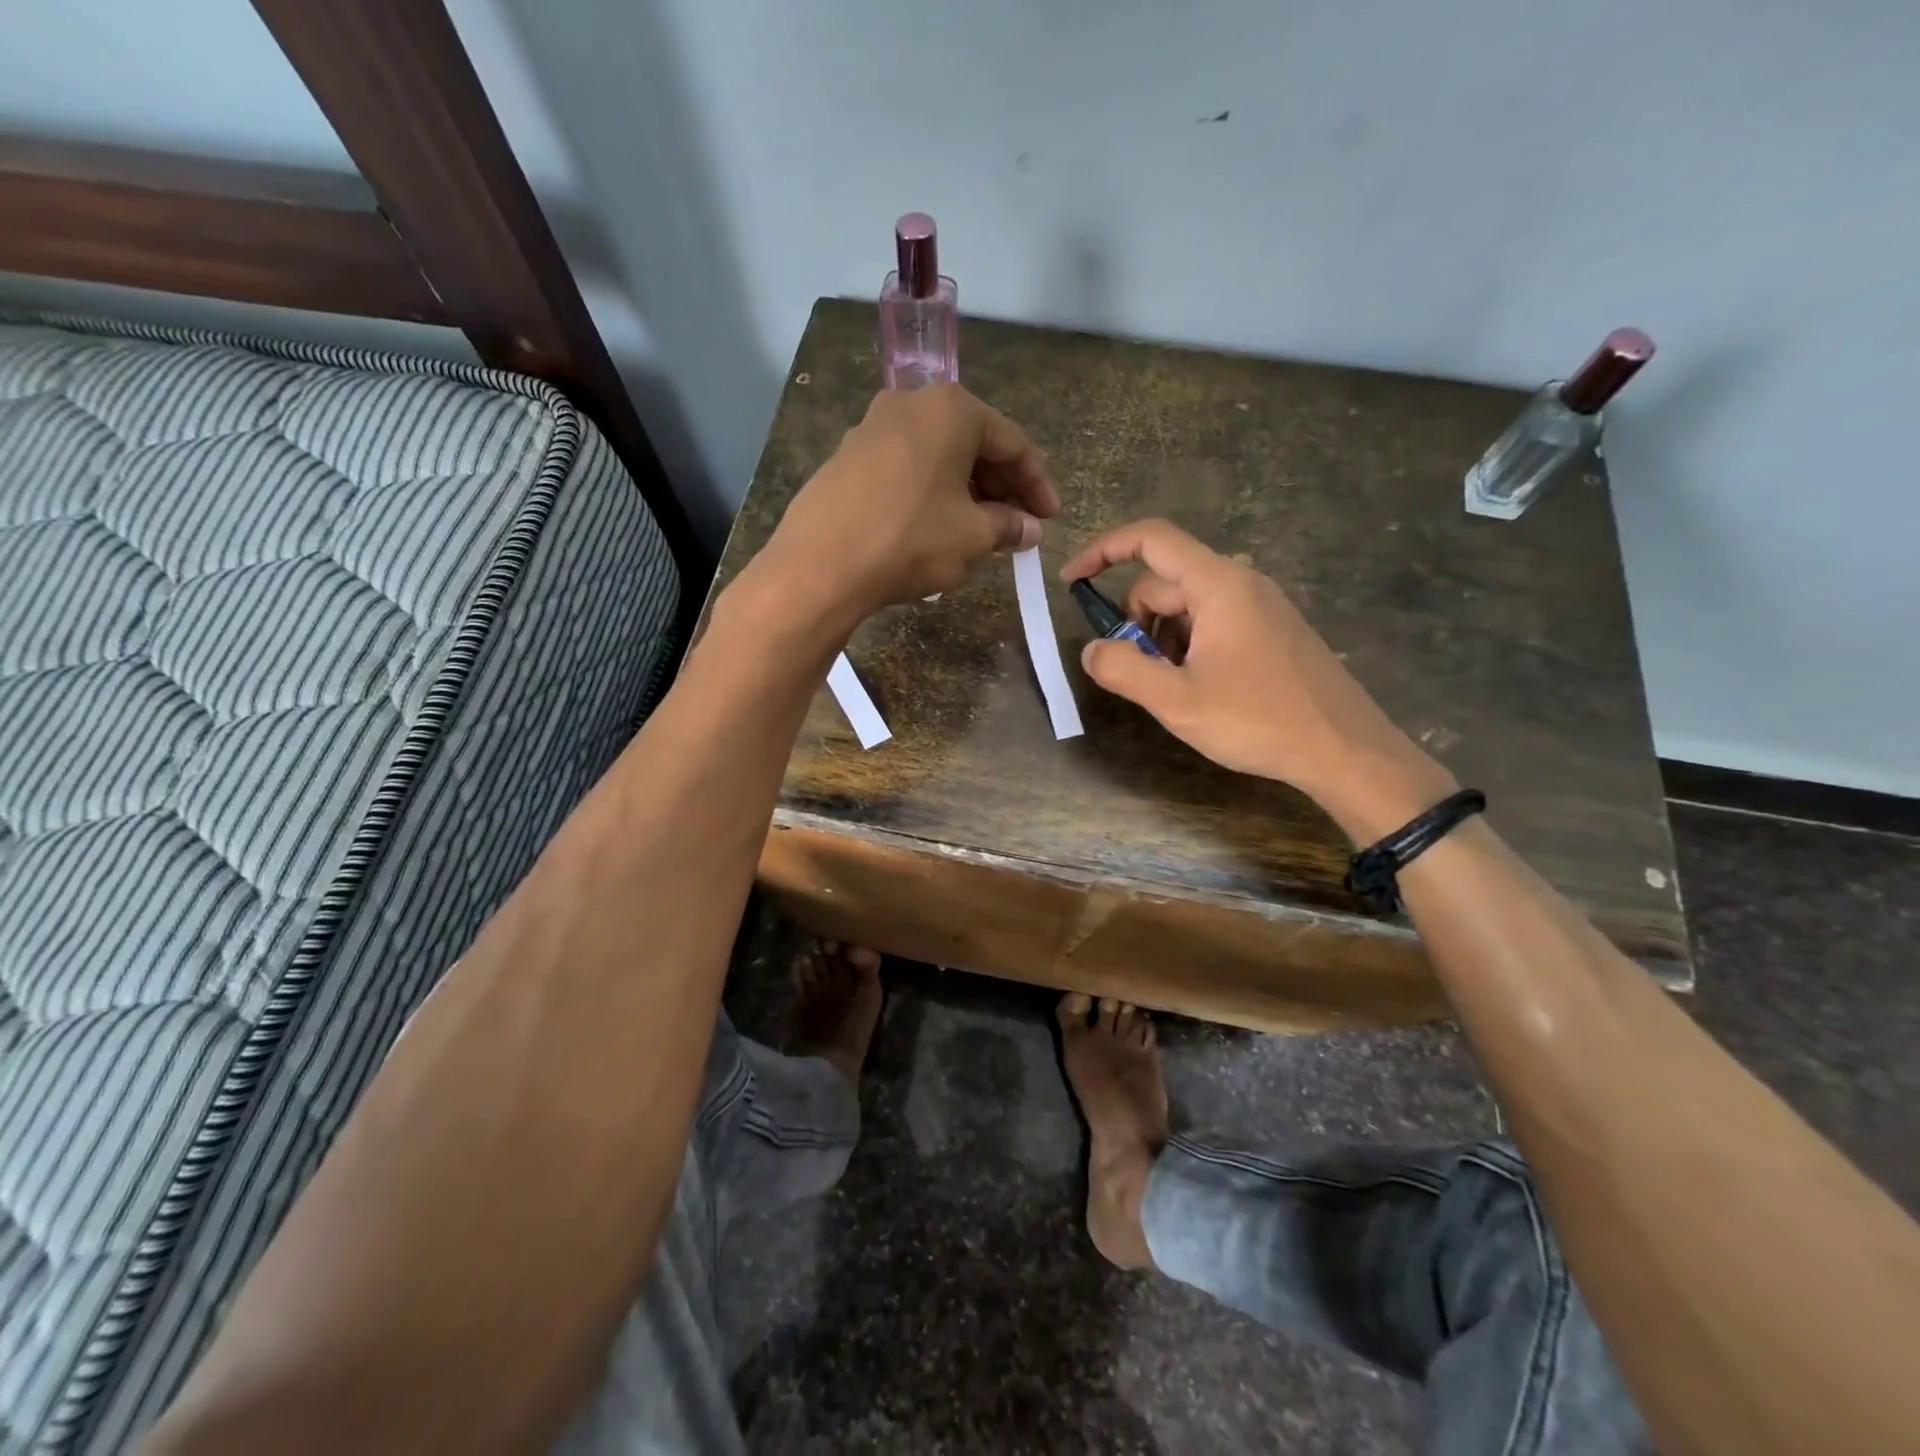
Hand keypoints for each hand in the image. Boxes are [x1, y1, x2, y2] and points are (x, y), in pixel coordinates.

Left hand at [758, 383, 1058, 625]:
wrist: (820, 565)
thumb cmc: (910, 540)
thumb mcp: (973, 537)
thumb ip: (1009, 526)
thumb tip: (1029, 528)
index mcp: (951, 410)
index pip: (1012, 443)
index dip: (1037, 484)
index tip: (1050, 519)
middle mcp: (910, 404)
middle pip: (973, 444)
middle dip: (1001, 488)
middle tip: (1018, 526)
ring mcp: (872, 428)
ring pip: (937, 458)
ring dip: (967, 493)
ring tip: (982, 532)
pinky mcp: (847, 457)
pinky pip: (907, 470)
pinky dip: (931, 494)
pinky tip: (936, 528)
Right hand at [1062, 519, 1455, 841]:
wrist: (1345, 750)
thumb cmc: (1259, 721)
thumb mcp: (1177, 702)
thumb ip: (1123, 671)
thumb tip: (1092, 650)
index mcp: (1218, 584)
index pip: (1150, 539)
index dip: (1103, 551)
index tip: (1071, 582)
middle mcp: (1241, 582)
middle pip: (1164, 581)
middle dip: (1135, 622)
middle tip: (1135, 674)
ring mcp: (1261, 605)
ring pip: (1187, 605)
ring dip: (1161, 638)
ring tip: (1172, 688)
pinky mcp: (1272, 630)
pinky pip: (1213, 621)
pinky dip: (1188, 645)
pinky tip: (1200, 688)